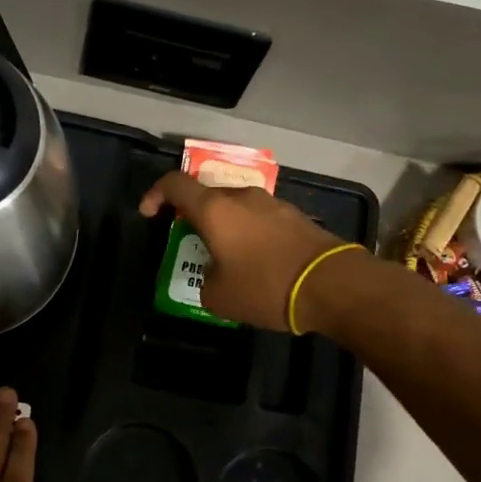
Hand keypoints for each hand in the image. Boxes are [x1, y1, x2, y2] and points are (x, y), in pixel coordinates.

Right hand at [140, 170, 355, 331]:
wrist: (330, 285)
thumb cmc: (265, 286)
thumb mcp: (219, 297)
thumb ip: (204, 281)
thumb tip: (214, 276)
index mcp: (214, 209)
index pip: (174, 184)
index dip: (155, 195)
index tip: (150, 214)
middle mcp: (241, 197)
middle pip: (207, 195)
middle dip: (193, 216)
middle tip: (190, 242)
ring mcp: (272, 203)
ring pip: (236, 207)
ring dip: (224, 226)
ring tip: (225, 257)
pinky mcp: (295, 216)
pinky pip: (260, 219)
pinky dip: (249, 234)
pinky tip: (256, 262)